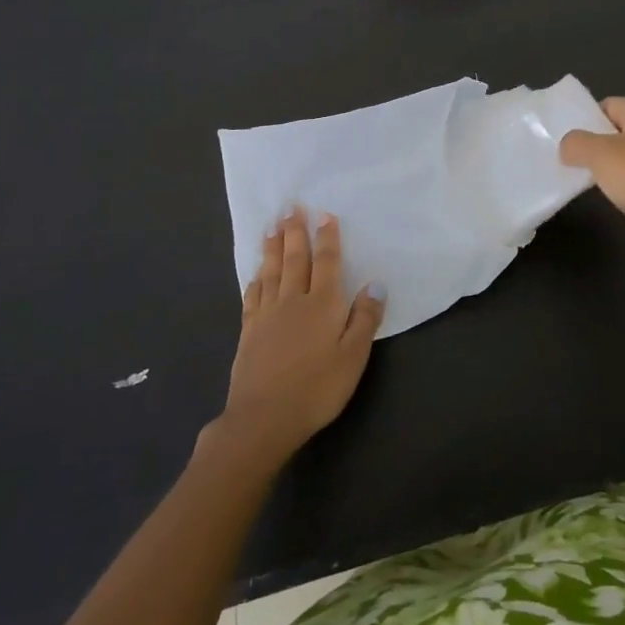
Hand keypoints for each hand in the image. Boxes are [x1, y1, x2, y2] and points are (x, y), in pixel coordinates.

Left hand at [210, 209, 383, 467]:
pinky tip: (256, 272)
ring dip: (272, 246)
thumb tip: (375, 284)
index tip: (324, 214)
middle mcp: (293, 300)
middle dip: (294, 231)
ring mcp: (267, 314)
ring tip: (271, 226)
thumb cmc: (317, 388)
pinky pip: (253, 295)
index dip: (326, 237)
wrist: (264, 418)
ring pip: (271, 271)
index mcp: (322, 304)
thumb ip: (364, 319)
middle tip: (291, 206)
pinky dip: (256, 278)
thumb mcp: (353, 357)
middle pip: (294, 258)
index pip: (326, 262)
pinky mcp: (249, 331)